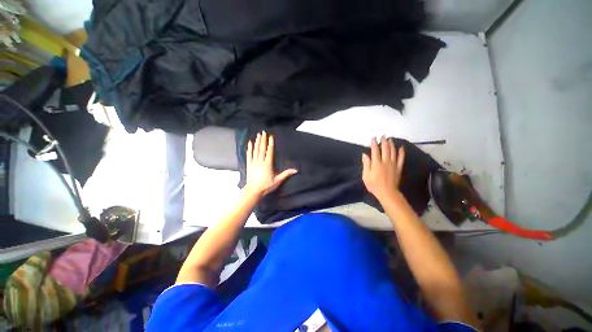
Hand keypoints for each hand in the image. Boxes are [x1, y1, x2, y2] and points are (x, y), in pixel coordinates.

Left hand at [244, 131, 297, 197]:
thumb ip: (286, 174)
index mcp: (268, 164)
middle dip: (263, 140)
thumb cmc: (266, 186)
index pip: (270, 151)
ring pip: (255, 150)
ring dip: (257, 142)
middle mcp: (260, 161)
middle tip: (263, 132)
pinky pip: (249, 155)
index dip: (270, 144)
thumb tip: (295, 170)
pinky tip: (250, 143)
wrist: (253, 191)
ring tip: (258, 135)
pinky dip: (249, 148)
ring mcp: (254, 162)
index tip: (271, 136)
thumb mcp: (277, 181)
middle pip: (262, 148)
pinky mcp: (249, 164)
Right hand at [362, 136, 404, 200]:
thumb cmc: (374, 185)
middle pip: (385, 149)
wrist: (387, 192)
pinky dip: (401, 152)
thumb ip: (366, 164)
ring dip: (391, 144)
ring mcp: (393, 164)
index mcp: (376, 163)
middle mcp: (385, 161)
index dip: (374, 143)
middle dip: (384, 141)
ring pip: (393, 151)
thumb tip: (365, 154)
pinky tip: (401, 147)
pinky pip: (401, 158)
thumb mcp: (365, 176)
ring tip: (390, 139)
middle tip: (383, 136)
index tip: (374, 137)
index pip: (375, 150)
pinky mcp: (398, 168)